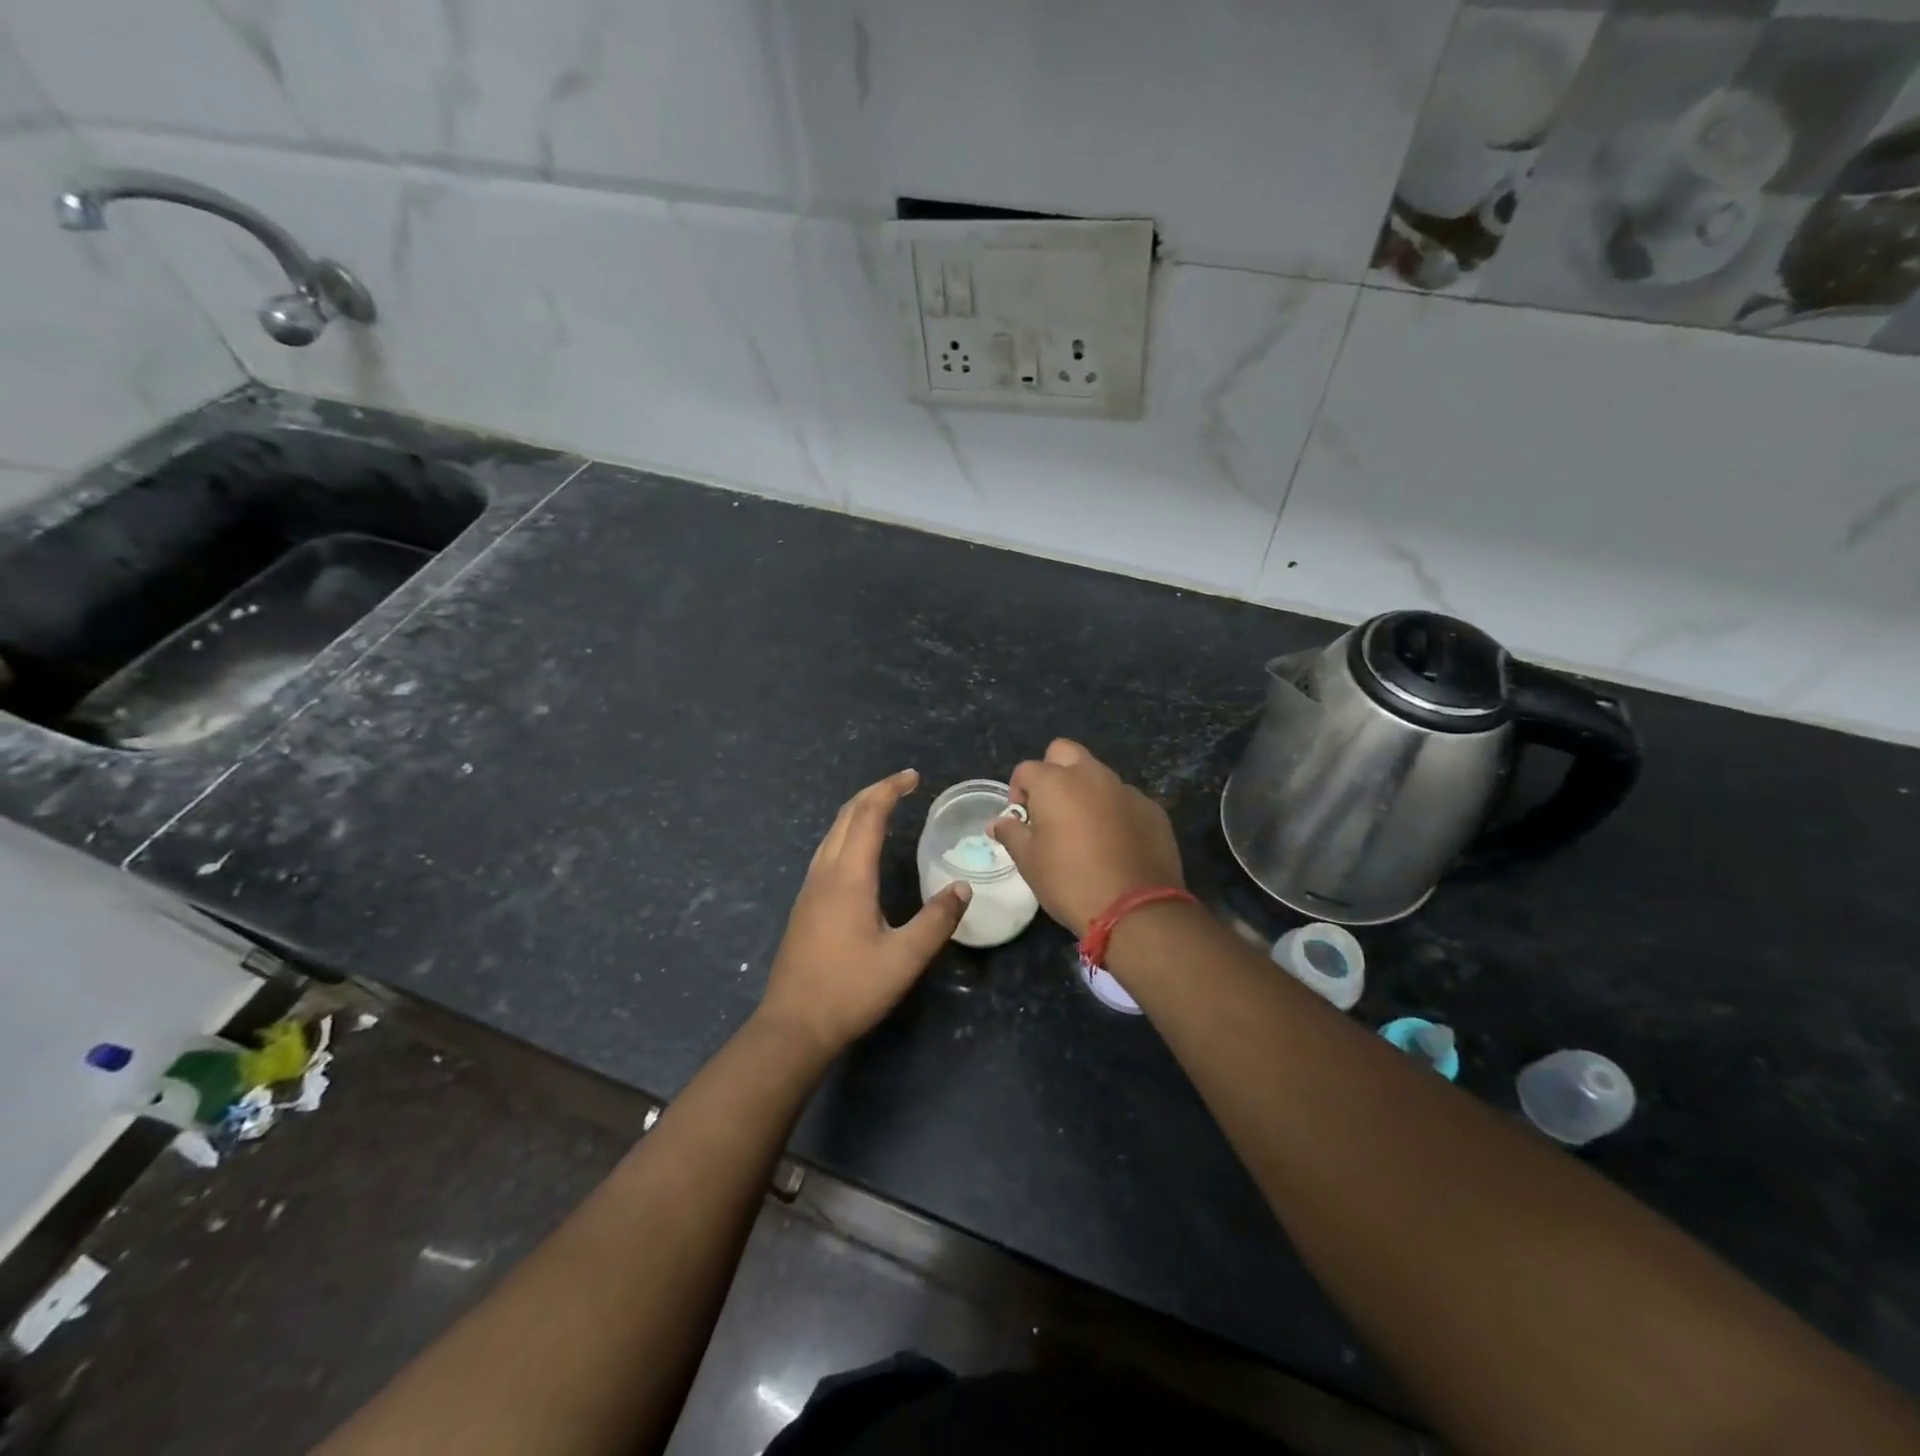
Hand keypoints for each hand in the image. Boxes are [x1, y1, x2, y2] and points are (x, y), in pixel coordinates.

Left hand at [756, 769, 970, 1057]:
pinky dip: (847, 833)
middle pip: (846, 816)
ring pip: (832, 833)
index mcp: (849, 877)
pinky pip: (827, 850)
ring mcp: (810, 888)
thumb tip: (962, 888)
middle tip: (903, 784)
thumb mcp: (904, 959)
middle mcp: (825, 873)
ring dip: (858, 811)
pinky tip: (859, 849)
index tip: (913, 777)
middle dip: (874, 793)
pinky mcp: (805, 905)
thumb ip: (936, 921)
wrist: (793, 1025)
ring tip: (884, 806)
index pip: (867, 816)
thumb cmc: (850, 989)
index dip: (889, 790)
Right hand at [990, 739, 1184, 936]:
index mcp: (1055, 783)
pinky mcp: (1152, 809)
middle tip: (1050, 808)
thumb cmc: (1070, 882)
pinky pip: (1124, 799)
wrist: (1136, 909)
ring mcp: (1126, 790)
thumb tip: (998, 822)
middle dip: (1052, 771)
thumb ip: (1012, 833)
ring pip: (1098, 775)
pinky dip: (1114, 811)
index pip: (1026, 769)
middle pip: (1065, 752)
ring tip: (1084, 830)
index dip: (1018, 791)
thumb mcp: (1029, 862)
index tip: (1021, 819)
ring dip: (1085, 791)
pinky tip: (1115, 844)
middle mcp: (1091, 776)